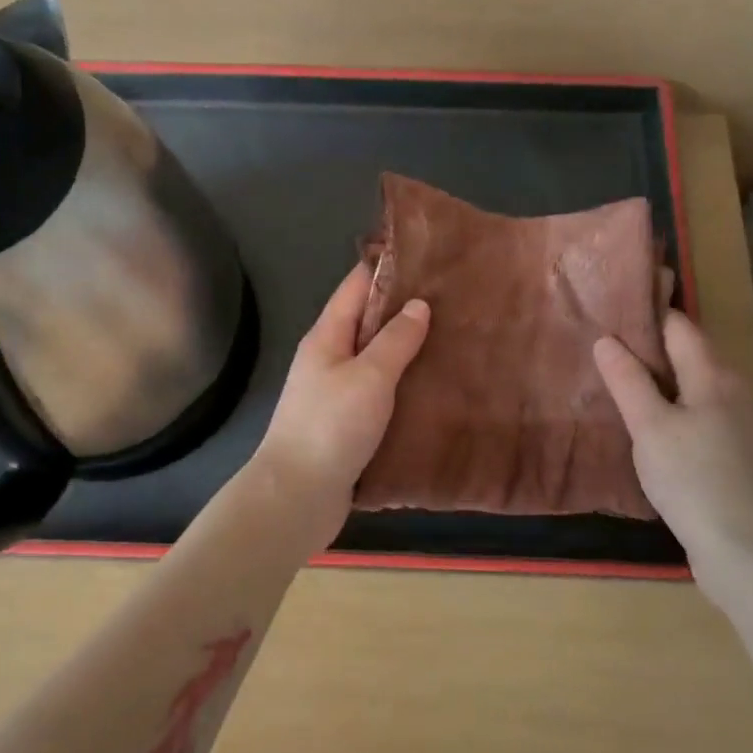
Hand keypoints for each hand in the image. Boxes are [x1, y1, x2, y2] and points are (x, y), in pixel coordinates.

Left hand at [253, 264, 429, 528]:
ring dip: (408, 351)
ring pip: (376, 359)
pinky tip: (434, 388)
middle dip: (406, 310)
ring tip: (454, 340)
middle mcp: (328, 358)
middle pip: (368, 322)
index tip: (428, 256)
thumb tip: (418, 305)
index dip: (388, 268)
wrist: (297, 495)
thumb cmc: (331, 427)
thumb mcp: (369, 376)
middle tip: (455, 301)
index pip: (356, 286)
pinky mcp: (346, 423)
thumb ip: (395, 340)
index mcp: (327, 336)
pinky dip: (404, 386)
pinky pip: (379, 393)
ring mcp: (336, 392)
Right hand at [593, 309, 752, 593]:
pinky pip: (704, 415)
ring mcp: (745, 423)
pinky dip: (678, 411)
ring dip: (663, 384)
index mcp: (716, 374)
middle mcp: (738, 389)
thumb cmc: (692, 478)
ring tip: (621, 389)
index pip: (679, 326)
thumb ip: (627, 380)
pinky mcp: (744, 454)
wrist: (748, 551)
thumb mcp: (649, 426)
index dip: (646, 316)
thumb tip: (607, 340)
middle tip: (605, 354)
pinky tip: (654, 432)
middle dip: (650, 351)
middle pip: (690, 355)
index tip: (609, 313)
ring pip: (697, 387)